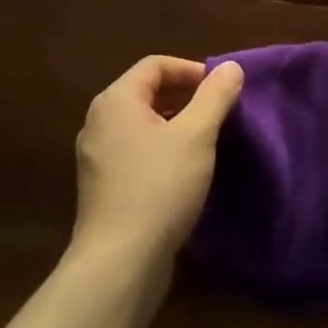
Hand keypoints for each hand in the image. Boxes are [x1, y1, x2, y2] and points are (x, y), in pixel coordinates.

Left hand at [71, 56, 244, 270]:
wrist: (119, 263)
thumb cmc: (159, 188)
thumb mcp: (196, 136)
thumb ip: (215, 96)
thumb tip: (231, 66)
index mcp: (117, 101)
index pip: (155, 65)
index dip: (191, 70)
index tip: (221, 90)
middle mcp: (99, 122)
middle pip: (146, 92)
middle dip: (185, 96)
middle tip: (218, 113)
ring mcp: (96, 156)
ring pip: (142, 124)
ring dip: (175, 123)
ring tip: (207, 140)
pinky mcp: (102, 186)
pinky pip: (135, 150)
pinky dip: (161, 148)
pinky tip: (184, 171)